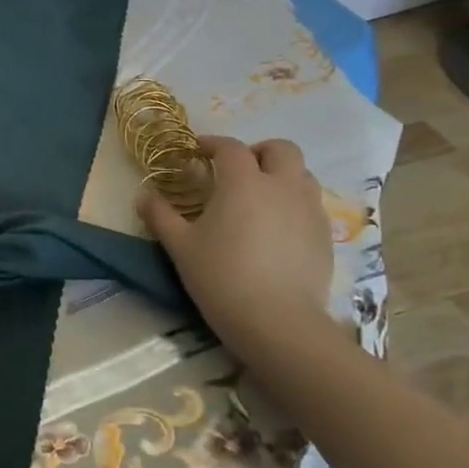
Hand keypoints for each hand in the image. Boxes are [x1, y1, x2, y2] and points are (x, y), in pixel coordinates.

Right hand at [137, 135, 335, 361]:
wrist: (278, 323)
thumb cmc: (222, 277)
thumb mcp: (179, 246)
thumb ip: (160, 215)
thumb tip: (143, 194)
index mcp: (243, 182)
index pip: (230, 147)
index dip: (212, 144)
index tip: (197, 152)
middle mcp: (282, 186)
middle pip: (280, 149)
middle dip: (258, 152)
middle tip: (236, 171)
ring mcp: (309, 211)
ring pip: (302, 175)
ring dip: (280, 176)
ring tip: (259, 198)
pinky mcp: (326, 237)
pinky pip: (311, 205)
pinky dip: (294, 204)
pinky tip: (277, 229)